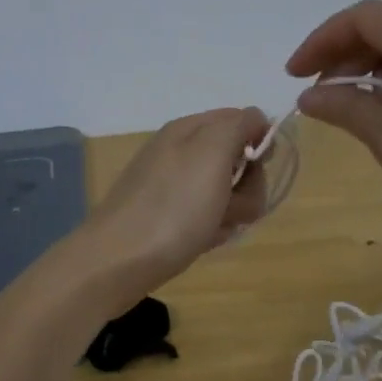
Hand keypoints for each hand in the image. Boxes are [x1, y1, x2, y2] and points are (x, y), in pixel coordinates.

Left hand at [68, 108, 269, 312]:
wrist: (120, 260)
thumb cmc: (173, 205)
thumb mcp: (212, 151)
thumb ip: (238, 126)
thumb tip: (256, 119)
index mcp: (189, 129)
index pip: (240, 120)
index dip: (259, 141)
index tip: (262, 165)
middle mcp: (180, 152)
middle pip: (236, 159)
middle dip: (247, 184)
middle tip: (234, 203)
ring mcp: (173, 187)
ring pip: (225, 192)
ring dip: (233, 210)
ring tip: (215, 227)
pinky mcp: (169, 218)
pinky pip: (207, 217)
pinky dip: (213, 229)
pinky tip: (203, 241)